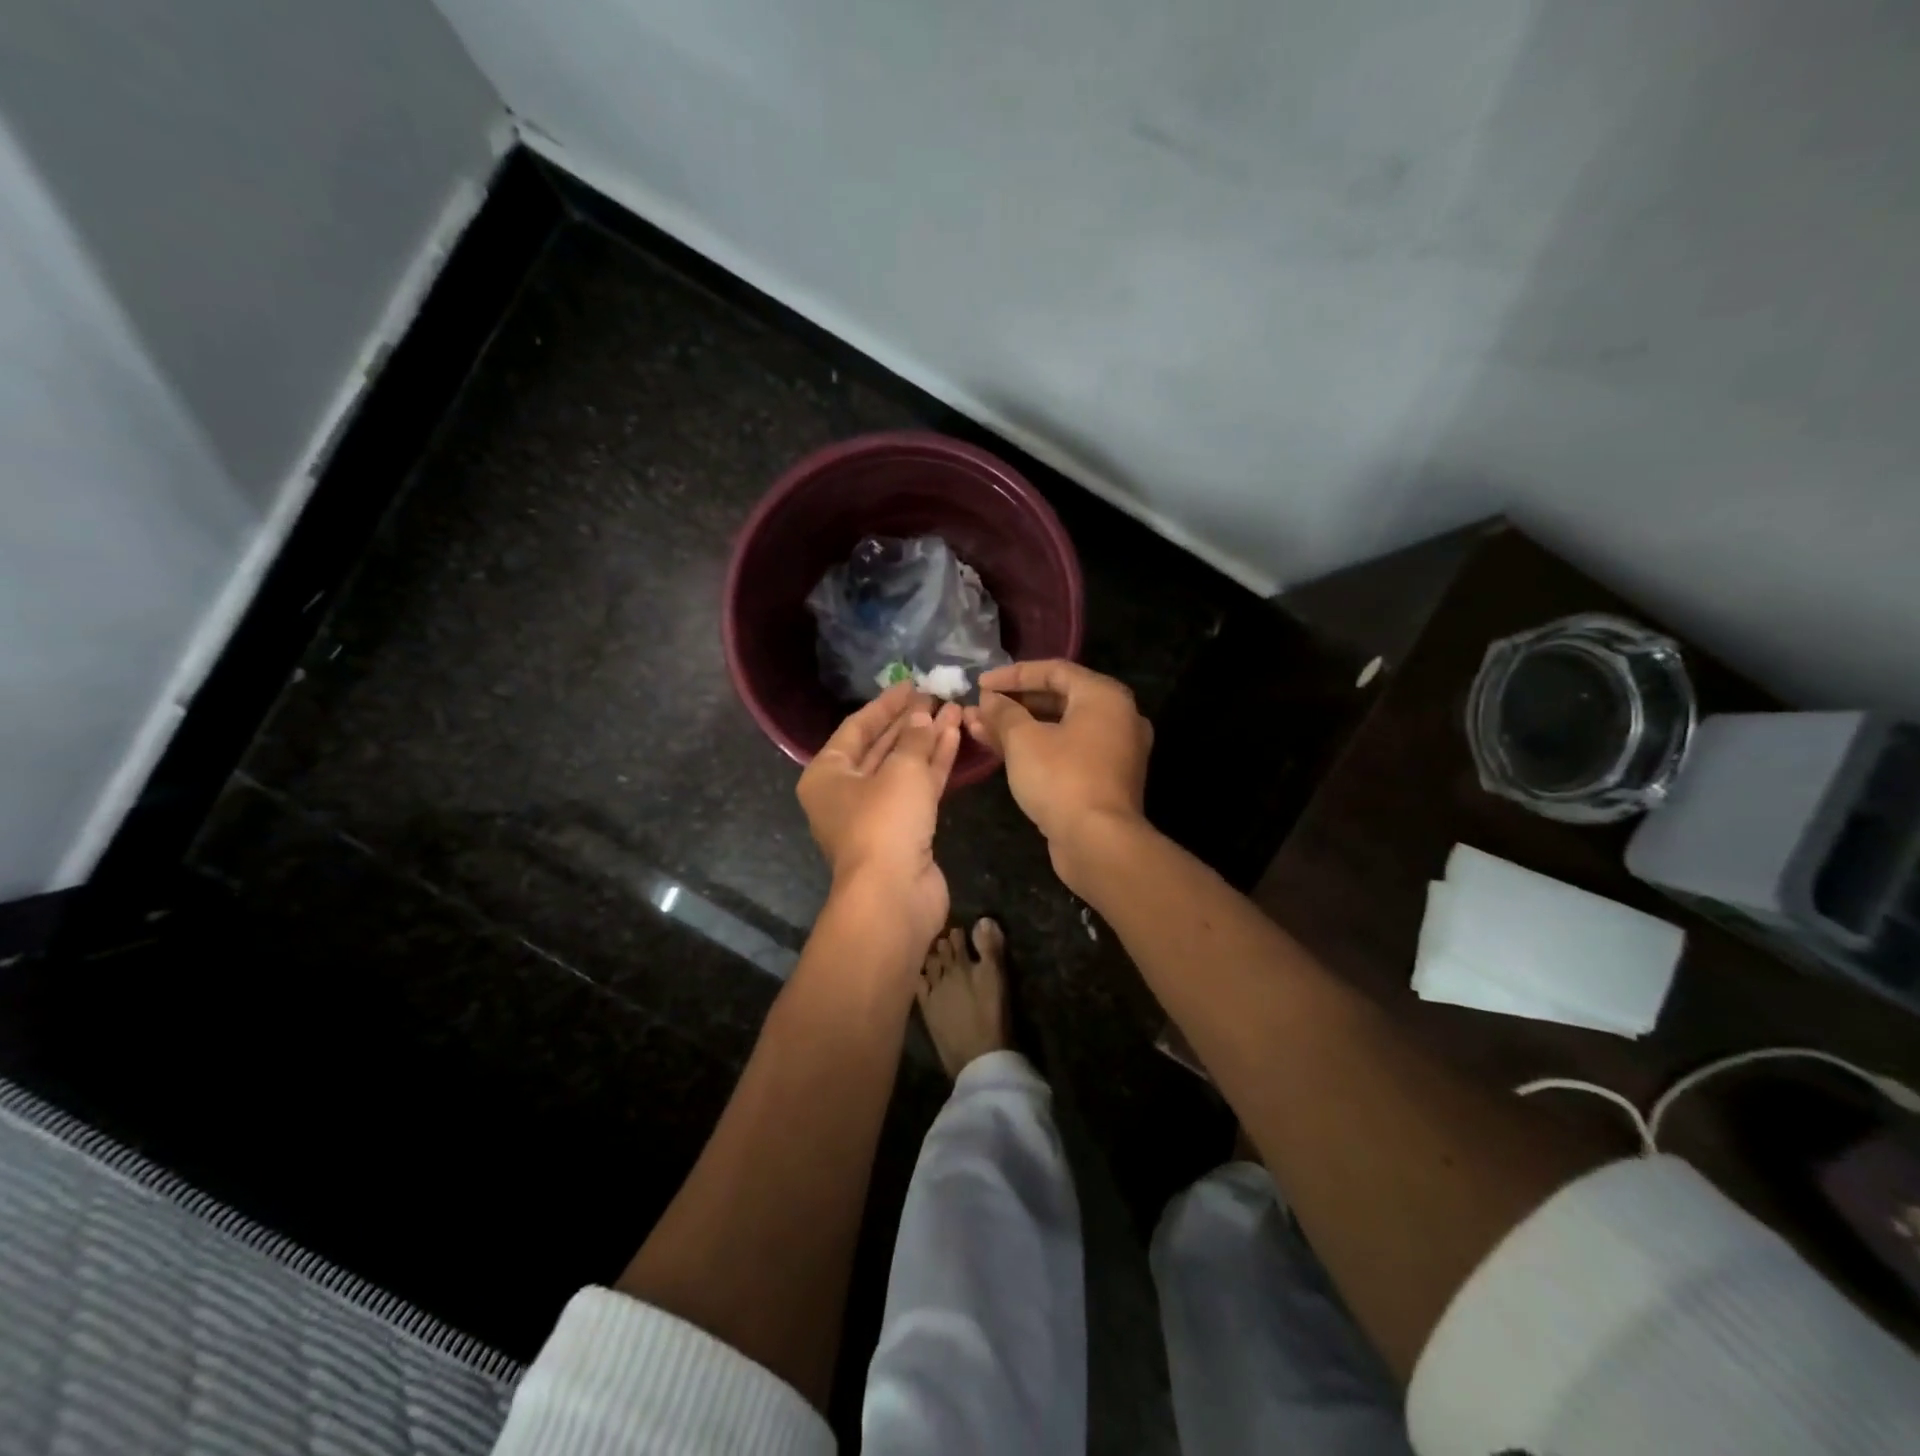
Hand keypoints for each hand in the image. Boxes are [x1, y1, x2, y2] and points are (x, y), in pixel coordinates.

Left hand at [798, 683, 962, 945]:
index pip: (857, 727)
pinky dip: (935, 765)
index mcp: (827, 774)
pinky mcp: (904, 830)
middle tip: (936, 696)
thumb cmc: (884, 822)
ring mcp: (876, 813)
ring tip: (954, 710)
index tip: (911, 684)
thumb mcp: (900, 771)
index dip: (885, 704)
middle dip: (909, 722)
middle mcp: (846, 792)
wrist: (893, 895)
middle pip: (880, 746)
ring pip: (903, 768)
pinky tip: (956, 738)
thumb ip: (914, 738)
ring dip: (927, 740)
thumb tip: (923, 717)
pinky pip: (918, 789)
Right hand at [964, 660, 1152, 871]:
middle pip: (1059, 699)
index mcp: (1105, 696)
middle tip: (981, 707)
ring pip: (1061, 728)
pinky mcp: (1107, 780)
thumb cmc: (1061, 779)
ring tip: (980, 729)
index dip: (1013, 675)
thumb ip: (1003, 713)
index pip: (1054, 670)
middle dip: (1014, 704)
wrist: (1098, 843)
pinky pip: (1068, 752)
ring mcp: (1115, 751)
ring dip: (1021, 728)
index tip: (980, 684)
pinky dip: (1039, 748)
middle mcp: (1118, 718)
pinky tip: (1003, 752)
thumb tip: (987, 700)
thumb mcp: (1023, 740)